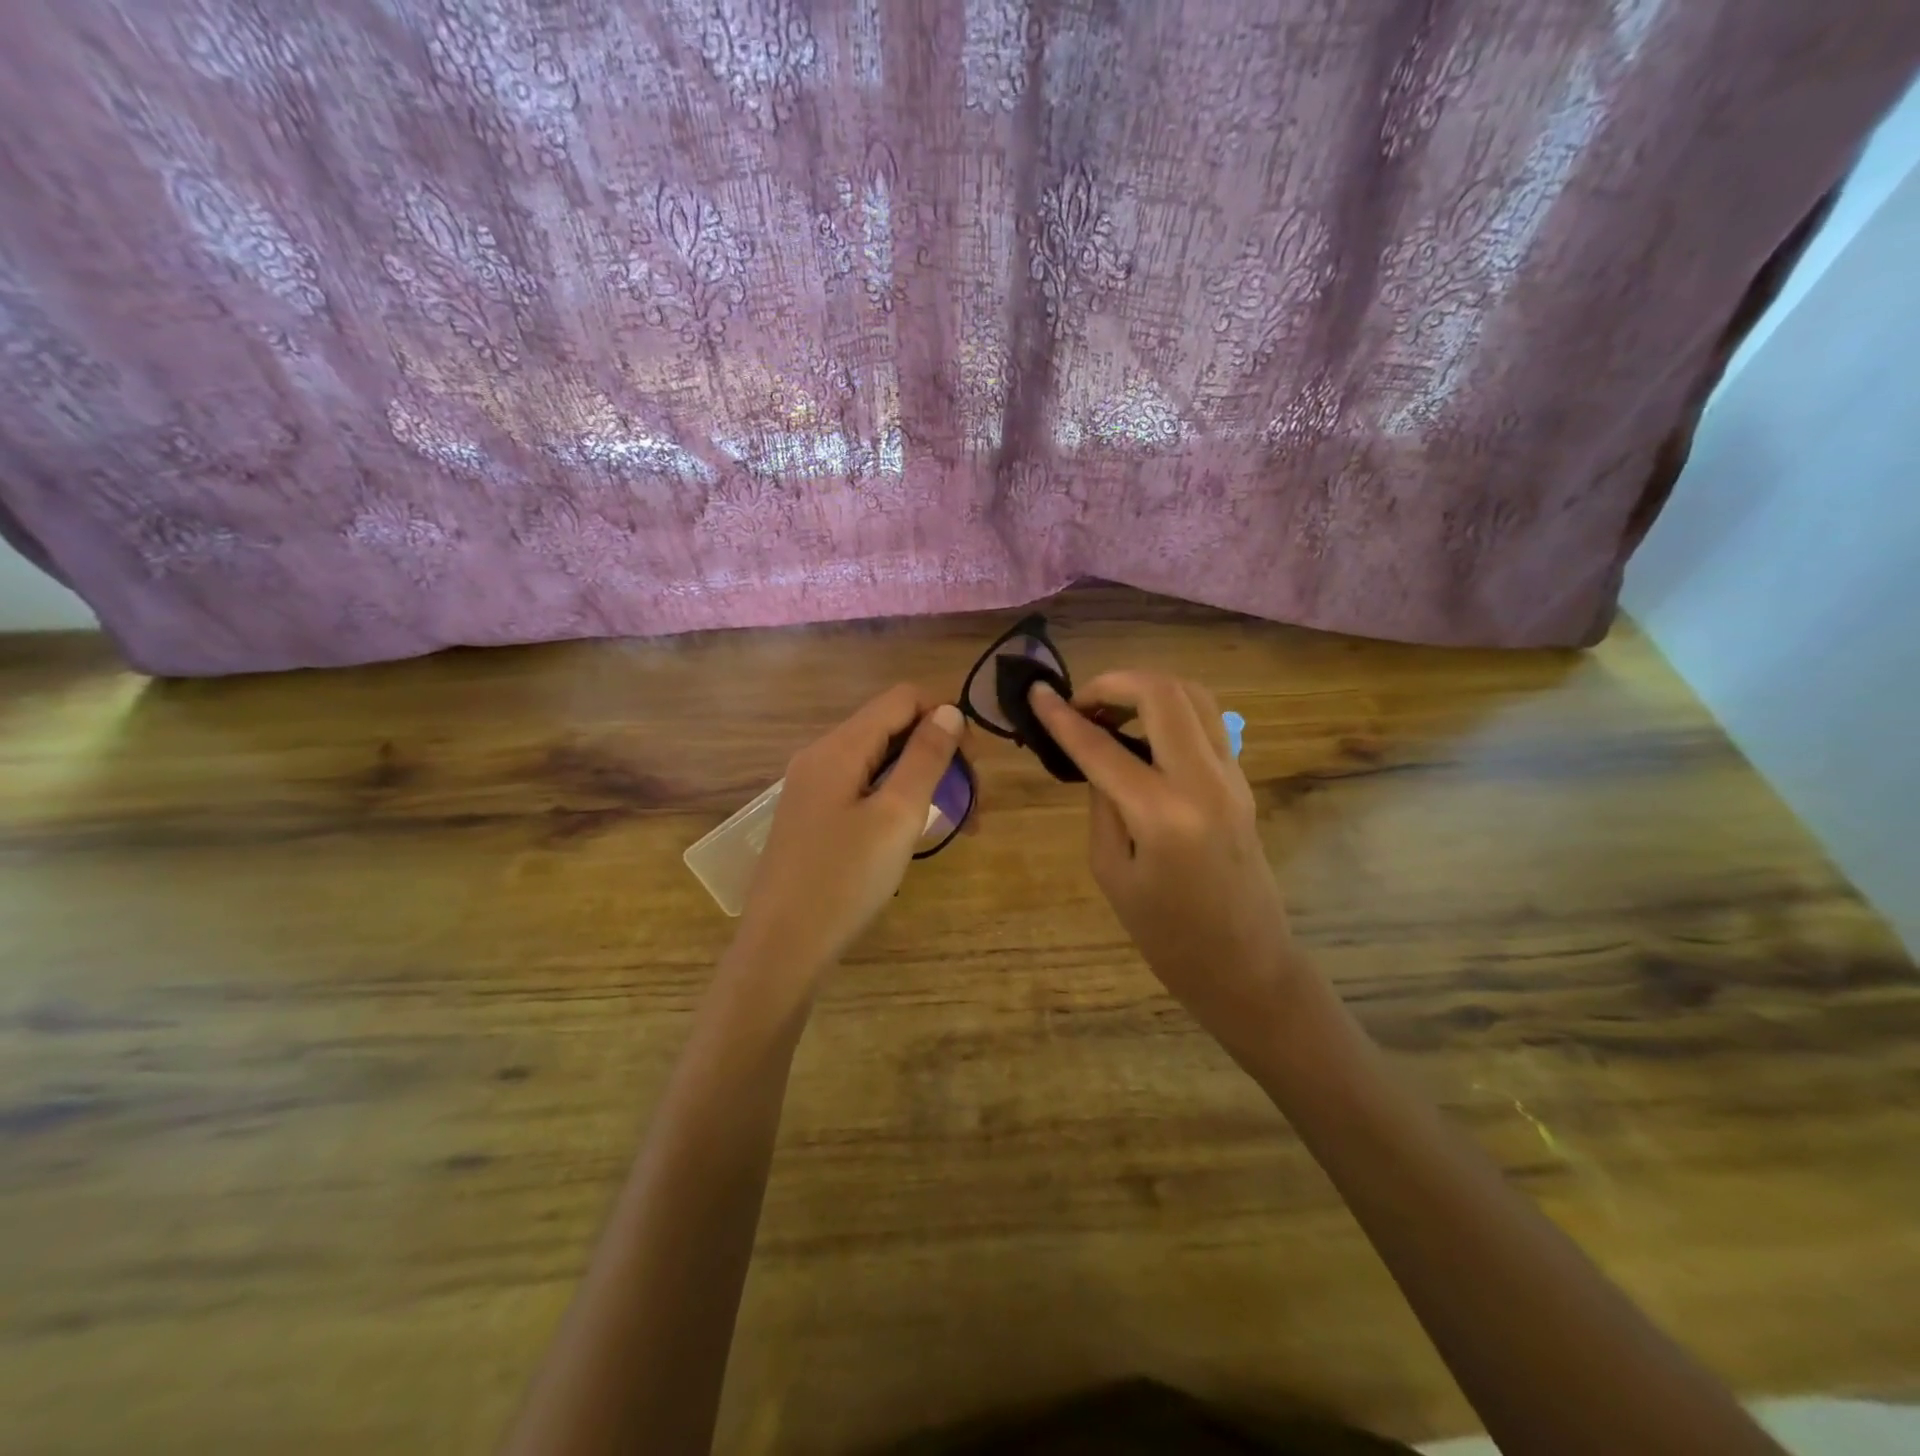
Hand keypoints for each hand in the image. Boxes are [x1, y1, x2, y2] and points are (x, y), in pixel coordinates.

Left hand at [737, 685, 968, 983]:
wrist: (782, 949)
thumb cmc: (844, 881)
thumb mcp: (896, 816)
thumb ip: (925, 758)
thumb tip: (949, 711)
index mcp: (839, 747)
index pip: (902, 698)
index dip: (945, 717)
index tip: (973, 764)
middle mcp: (821, 756)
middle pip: (891, 728)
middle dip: (938, 754)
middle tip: (971, 805)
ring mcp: (813, 787)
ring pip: (880, 761)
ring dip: (922, 780)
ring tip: (953, 823)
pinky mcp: (813, 816)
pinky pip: (863, 787)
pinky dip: (896, 798)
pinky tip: (911, 833)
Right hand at [1030, 673, 1316, 1061]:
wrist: (1247, 964)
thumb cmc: (1167, 936)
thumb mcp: (1111, 872)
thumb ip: (1102, 805)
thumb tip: (1098, 758)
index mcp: (1163, 814)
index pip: (1102, 747)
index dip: (1062, 717)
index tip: (1035, 693)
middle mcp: (1204, 781)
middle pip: (1163, 694)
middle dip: (1114, 683)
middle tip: (1080, 704)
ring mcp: (1232, 776)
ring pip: (1193, 696)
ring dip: (1146, 690)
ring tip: (1109, 711)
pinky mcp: (1241, 781)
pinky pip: (1206, 722)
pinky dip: (1169, 711)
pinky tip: (1141, 734)